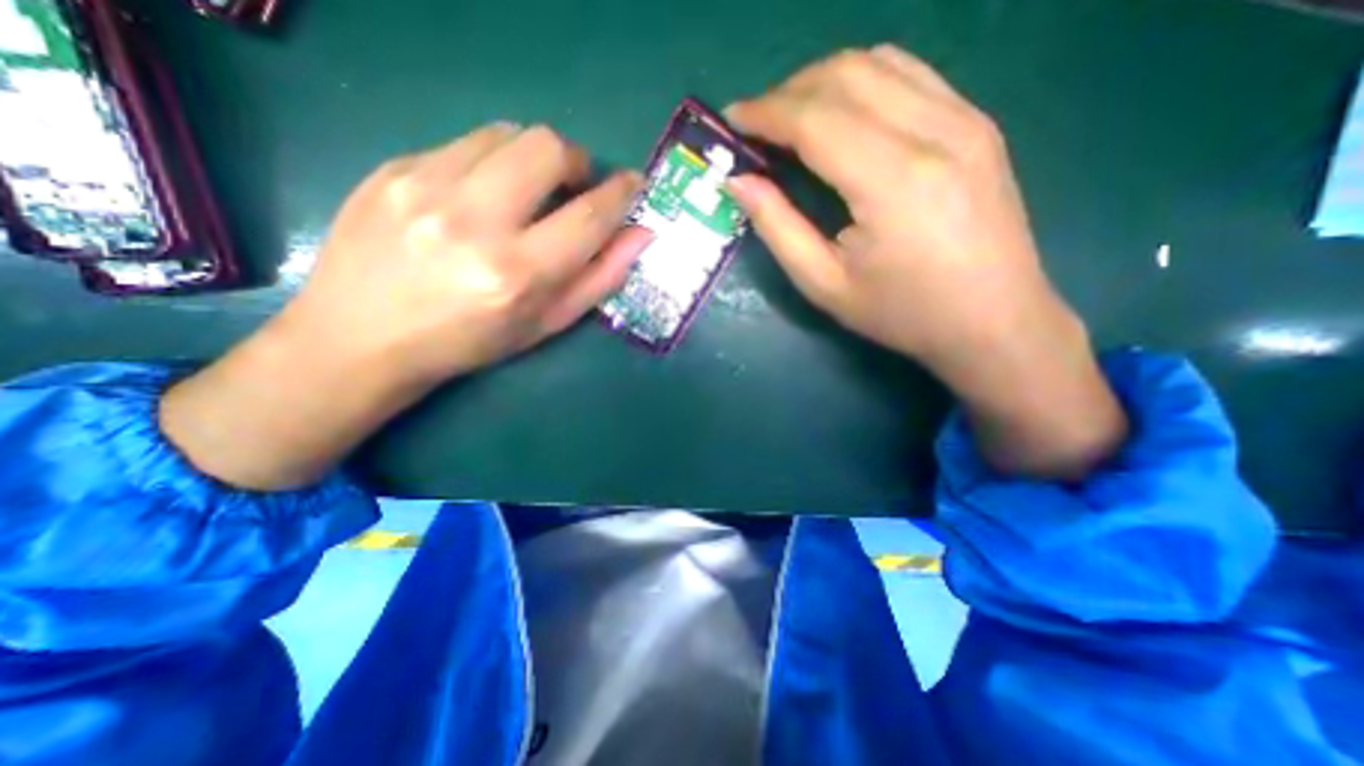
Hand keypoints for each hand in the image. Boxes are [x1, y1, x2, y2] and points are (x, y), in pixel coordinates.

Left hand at [281, 121, 647, 386]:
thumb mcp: (546, 324)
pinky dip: (491, 162)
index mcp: (517, 273)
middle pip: (547, 147)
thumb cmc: (470, 342)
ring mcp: (425, 186)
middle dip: (576, 161)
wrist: (361, 337)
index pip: (588, 215)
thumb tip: (641, 235)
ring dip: (533, 157)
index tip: (632, 183)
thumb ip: (599, 279)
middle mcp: (474, 222)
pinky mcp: (392, 167)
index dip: (621, 193)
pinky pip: (464, 143)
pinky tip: (480, 195)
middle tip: (574, 186)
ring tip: (527, 190)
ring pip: (506, 134)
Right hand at [731, 45, 1057, 367]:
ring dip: (822, 81)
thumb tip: (738, 181)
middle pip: (846, 76)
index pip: (816, 119)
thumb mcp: (825, 284)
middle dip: (788, 92)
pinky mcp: (977, 123)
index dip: (766, 113)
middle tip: (756, 125)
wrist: (993, 320)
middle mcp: (936, 132)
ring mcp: (965, 119)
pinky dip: (862, 83)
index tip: (731, 119)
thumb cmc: (901, 313)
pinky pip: (910, 75)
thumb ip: (778, 228)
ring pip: (879, 63)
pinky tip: (842, 116)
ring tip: (792, 119)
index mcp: (894, 182)